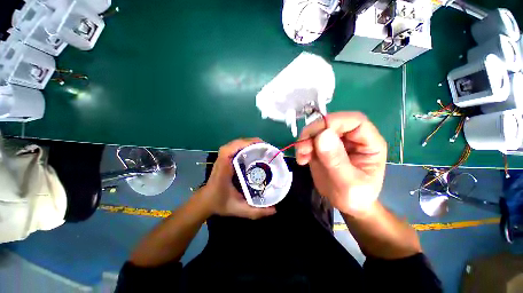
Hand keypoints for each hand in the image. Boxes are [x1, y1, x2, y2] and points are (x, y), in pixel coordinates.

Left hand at [199, 138, 276, 218]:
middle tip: (266, 148)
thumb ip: (255, 212)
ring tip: (262, 148)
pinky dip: (245, 146)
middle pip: (236, 143)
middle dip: (252, 142)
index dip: (246, 144)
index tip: (261, 146)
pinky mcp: (225, 158)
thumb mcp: (238, 209)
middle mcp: (222, 160)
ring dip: (249, 143)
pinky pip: (235, 148)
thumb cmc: (219, 203)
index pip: (231, 149)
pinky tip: (253, 152)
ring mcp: (223, 158)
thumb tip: (274, 210)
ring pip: (236, 144)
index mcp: (224, 168)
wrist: (206, 201)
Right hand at [295, 112, 386, 216]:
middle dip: (313, 133)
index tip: (316, 136)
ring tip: (301, 156)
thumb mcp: (348, 183)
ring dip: (305, 140)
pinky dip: (302, 147)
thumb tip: (322, 135)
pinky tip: (302, 160)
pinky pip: (309, 140)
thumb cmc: (355, 197)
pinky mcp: (322, 147)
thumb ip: (336, 160)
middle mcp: (352, 138)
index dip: (334, 122)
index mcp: (369, 143)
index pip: (354, 121)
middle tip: (302, 148)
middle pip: (331, 123)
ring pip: (317, 130)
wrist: (345, 204)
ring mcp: (335, 142)